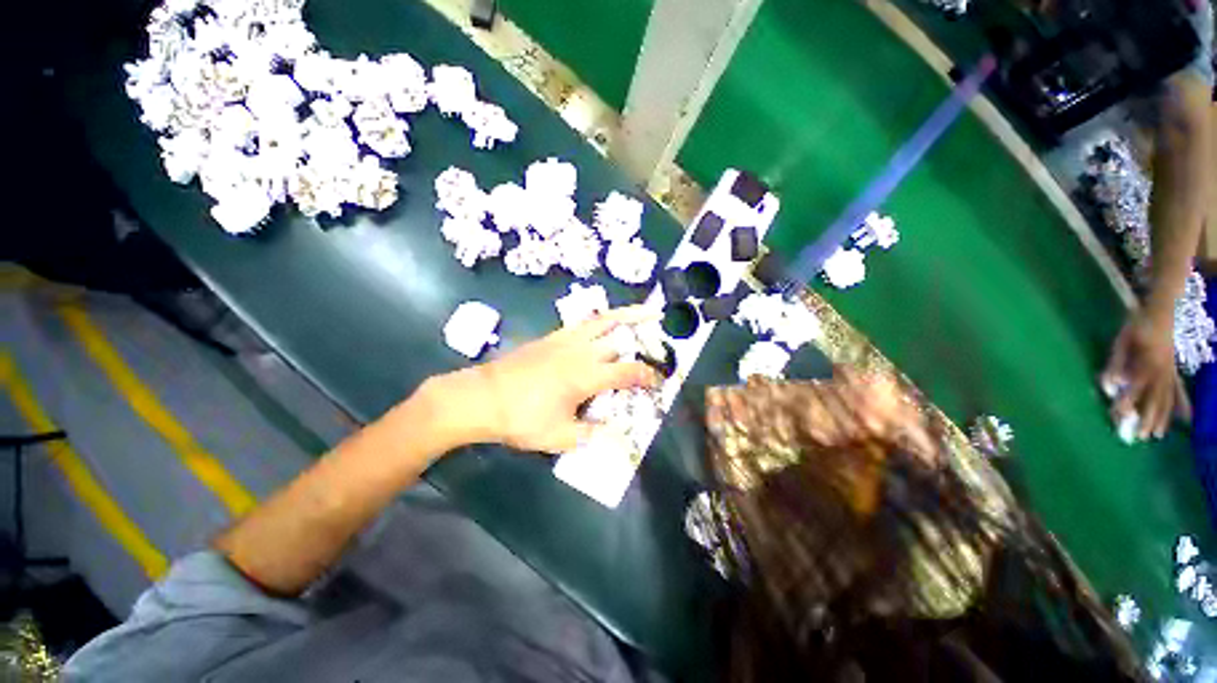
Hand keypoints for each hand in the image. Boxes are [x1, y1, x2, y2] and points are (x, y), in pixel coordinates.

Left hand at [457, 306, 660, 453]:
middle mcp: (581, 352)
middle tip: (662, 342)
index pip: (628, 373)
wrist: (483, 397)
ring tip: (648, 309)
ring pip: (604, 321)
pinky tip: (607, 319)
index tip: (660, 381)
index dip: (648, 377)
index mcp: (586, 376)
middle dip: (646, 342)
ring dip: (629, 314)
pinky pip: (584, 322)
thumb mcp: (559, 437)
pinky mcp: (553, 336)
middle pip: (621, 341)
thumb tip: (617, 435)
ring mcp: (566, 340)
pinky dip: (603, 318)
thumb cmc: (522, 419)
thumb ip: (591, 435)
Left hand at [1102, 310, 1184, 439]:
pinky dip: (1182, 404)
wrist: (1165, 308)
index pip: (1135, 388)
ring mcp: (1171, 370)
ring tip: (1158, 435)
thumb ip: (1115, 364)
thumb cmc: (1139, 324)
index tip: (1119, 415)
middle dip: (1147, 418)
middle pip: (1155, 398)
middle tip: (1140, 437)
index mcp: (1148, 363)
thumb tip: (1110, 386)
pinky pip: (1179, 389)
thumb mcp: (1122, 341)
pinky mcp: (1175, 368)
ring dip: (1163, 416)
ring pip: (1168, 397)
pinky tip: (1187, 418)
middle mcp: (1162, 370)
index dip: (1127, 402)